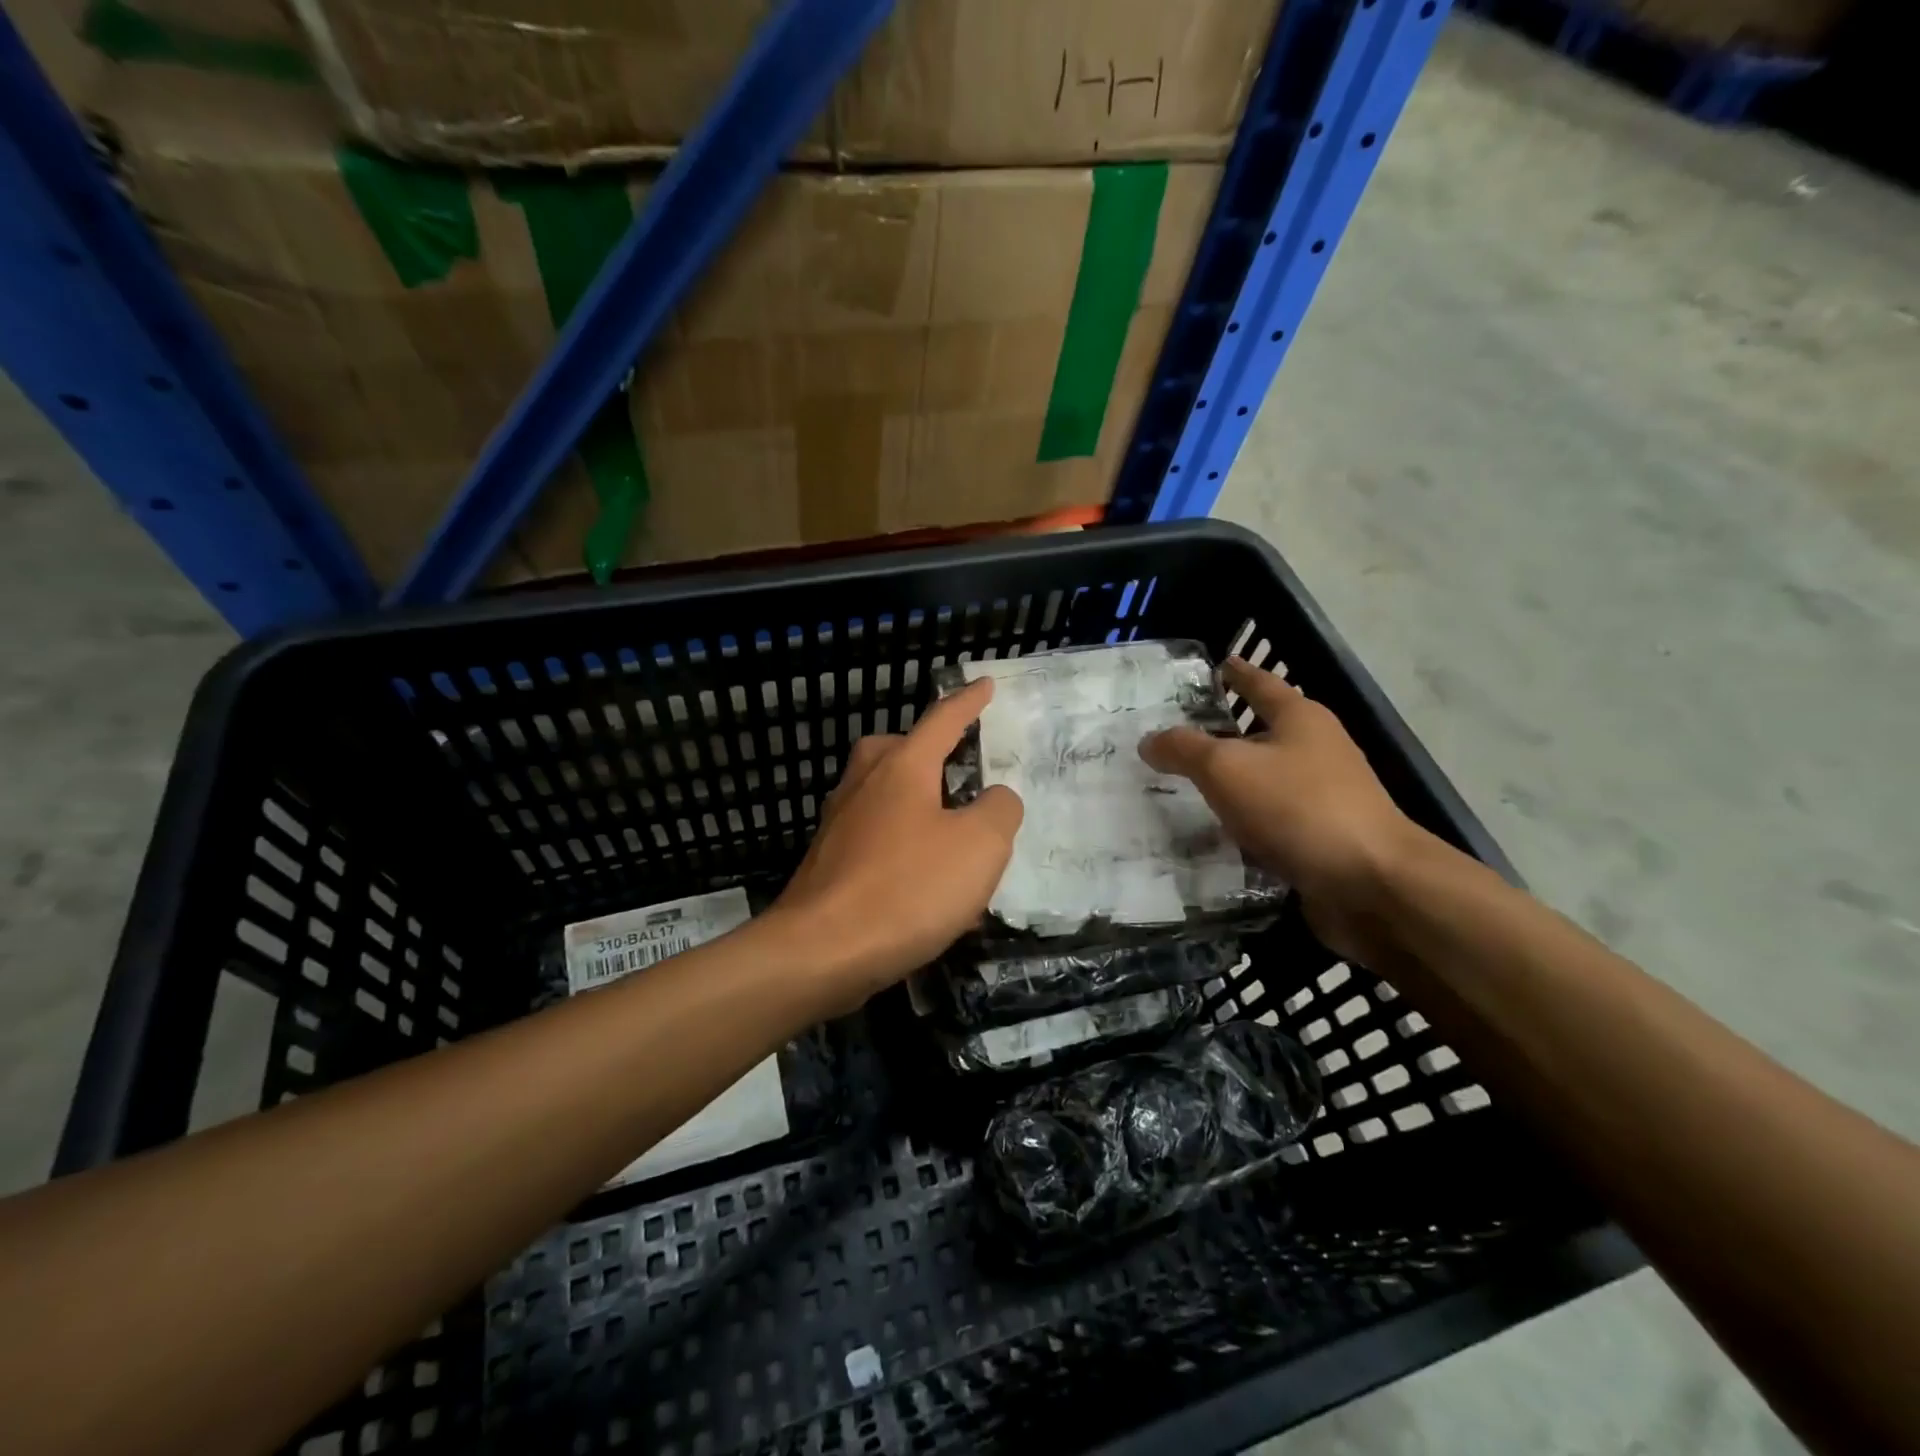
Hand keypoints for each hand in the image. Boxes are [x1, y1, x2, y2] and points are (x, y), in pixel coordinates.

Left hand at [772, 678, 1023, 1010]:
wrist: (820, 952)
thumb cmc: (906, 888)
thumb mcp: (979, 846)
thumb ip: (999, 810)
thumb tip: (995, 797)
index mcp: (902, 768)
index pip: (942, 721)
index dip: (969, 703)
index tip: (985, 685)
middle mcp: (864, 785)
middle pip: (896, 750)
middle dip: (926, 751)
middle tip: (955, 767)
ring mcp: (839, 825)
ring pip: (882, 796)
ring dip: (916, 804)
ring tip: (950, 835)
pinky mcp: (828, 864)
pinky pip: (874, 839)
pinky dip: (902, 848)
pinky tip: (925, 888)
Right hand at [1138, 657, 1426, 960]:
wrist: (1369, 882)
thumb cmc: (1296, 807)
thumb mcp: (1225, 768)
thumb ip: (1183, 749)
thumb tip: (1149, 741)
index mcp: (1300, 718)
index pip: (1261, 683)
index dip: (1237, 672)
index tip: (1218, 663)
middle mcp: (1317, 749)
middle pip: (1263, 731)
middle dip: (1225, 733)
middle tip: (1179, 736)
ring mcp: (1324, 795)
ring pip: (1266, 778)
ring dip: (1233, 782)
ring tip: (1187, 786)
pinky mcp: (1322, 836)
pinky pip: (1271, 819)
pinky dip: (1244, 820)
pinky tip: (1215, 832)